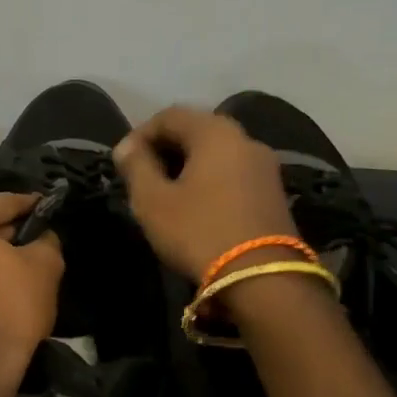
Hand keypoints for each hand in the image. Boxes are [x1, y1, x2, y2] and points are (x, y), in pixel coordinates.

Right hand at [113, 106, 297, 280]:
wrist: (263, 281)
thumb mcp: (153, 200)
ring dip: (185, 165)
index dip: (139, 134)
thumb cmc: (199, 231)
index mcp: (215, 132)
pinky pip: (231, 172)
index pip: (169, 116)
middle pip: (195, 130)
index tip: (122, 162)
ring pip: (215, 153)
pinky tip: (193, 206)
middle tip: (140, 176)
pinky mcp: (273, 193)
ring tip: (163, 193)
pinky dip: (207, 180)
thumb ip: (136, 166)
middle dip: (163, 149)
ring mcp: (264, 167)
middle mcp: (245, 140)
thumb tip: (127, 147)